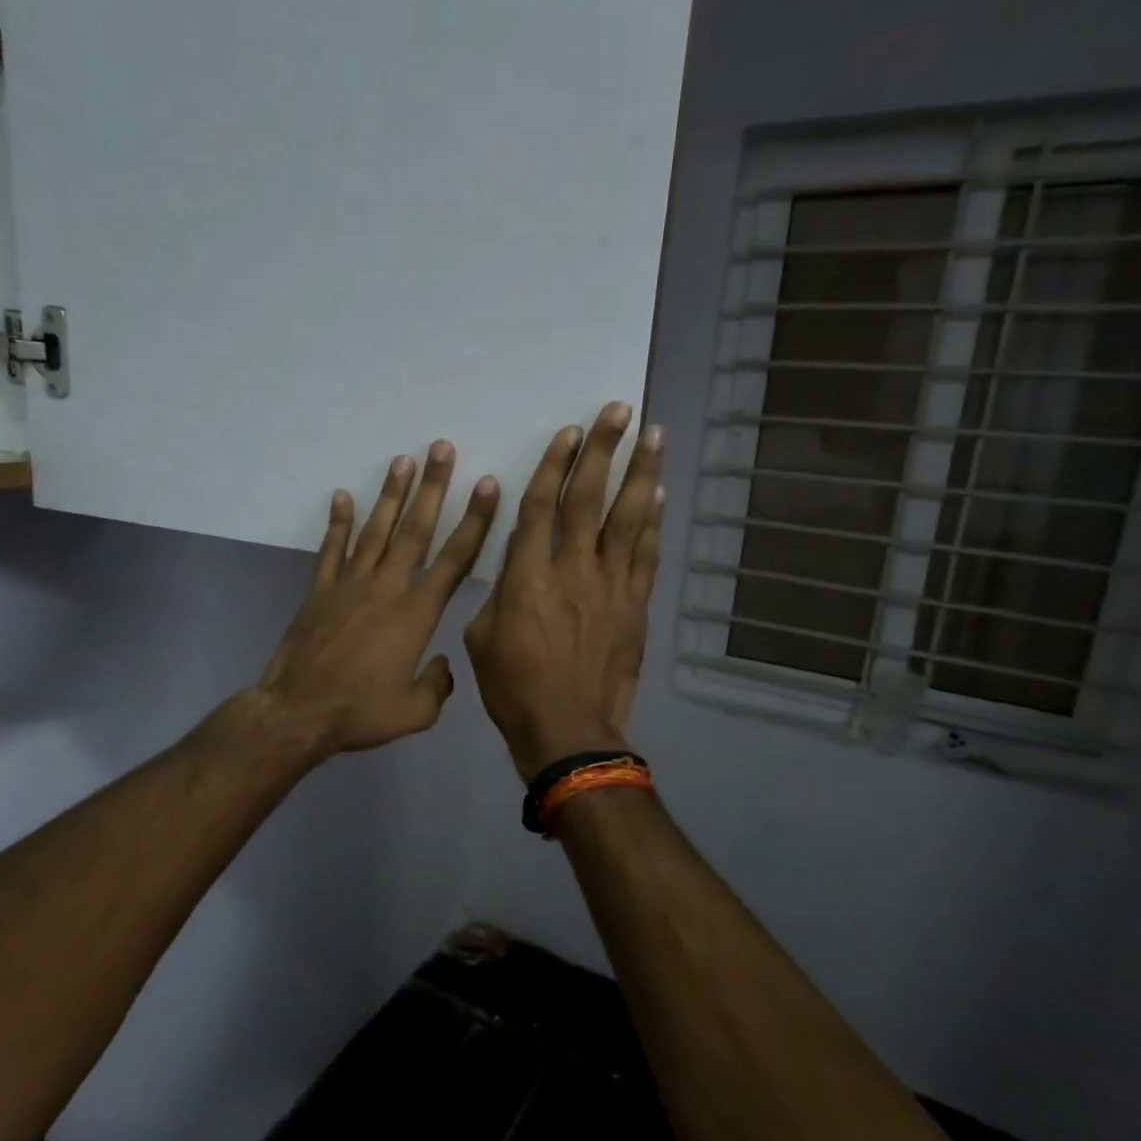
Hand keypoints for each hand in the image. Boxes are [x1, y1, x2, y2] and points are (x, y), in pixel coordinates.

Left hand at [257, 442, 500, 757]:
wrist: (298, 712)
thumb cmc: (360, 713)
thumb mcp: (414, 713)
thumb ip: (437, 686)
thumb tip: (443, 666)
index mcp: (417, 613)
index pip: (455, 559)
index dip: (475, 521)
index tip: (487, 486)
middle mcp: (387, 587)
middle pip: (415, 529)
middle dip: (433, 487)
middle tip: (442, 447)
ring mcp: (350, 584)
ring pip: (375, 530)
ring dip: (391, 494)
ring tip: (403, 459)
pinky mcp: (320, 590)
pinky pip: (331, 549)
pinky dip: (338, 522)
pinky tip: (342, 496)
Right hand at [464, 403, 663, 779]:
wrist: (568, 729)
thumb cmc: (513, 687)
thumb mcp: (482, 637)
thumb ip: (500, 592)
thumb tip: (517, 566)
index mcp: (527, 576)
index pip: (541, 506)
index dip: (554, 465)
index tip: (569, 432)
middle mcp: (572, 570)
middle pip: (590, 499)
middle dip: (604, 451)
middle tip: (620, 411)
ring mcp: (610, 586)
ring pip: (628, 519)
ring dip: (640, 473)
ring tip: (653, 435)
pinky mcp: (635, 606)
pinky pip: (645, 556)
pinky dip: (652, 523)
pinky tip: (658, 496)